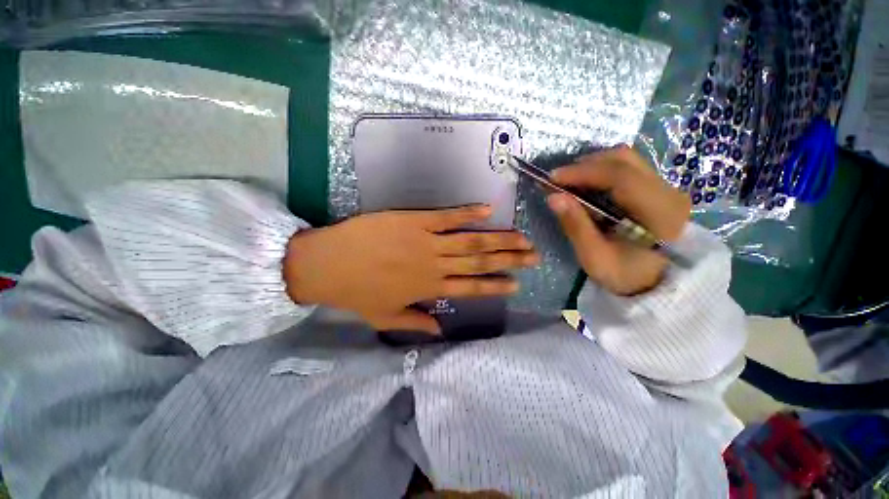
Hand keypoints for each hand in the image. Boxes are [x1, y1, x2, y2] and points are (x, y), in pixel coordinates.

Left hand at [284, 206, 539, 333]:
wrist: (327, 264)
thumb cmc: (356, 291)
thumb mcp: (385, 317)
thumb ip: (416, 323)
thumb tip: (439, 330)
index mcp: (430, 288)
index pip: (472, 288)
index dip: (495, 286)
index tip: (516, 284)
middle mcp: (436, 265)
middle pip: (480, 262)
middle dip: (509, 260)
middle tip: (532, 256)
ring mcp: (427, 241)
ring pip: (471, 240)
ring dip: (499, 239)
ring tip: (521, 238)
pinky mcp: (415, 220)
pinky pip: (447, 216)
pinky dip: (468, 213)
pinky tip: (488, 209)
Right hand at [548, 146, 690, 295]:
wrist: (658, 285)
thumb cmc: (626, 275)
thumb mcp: (595, 257)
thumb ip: (575, 225)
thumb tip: (553, 197)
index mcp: (659, 213)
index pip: (621, 177)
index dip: (583, 173)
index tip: (552, 178)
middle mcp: (668, 192)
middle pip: (625, 160)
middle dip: (586, 165)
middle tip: (559, 180)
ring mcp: (666, 189)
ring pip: (627, 161)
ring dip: (593, 166)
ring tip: (570, 182)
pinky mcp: (659, 190)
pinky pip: (628, 170)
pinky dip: (602, 172)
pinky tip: (586, 186)